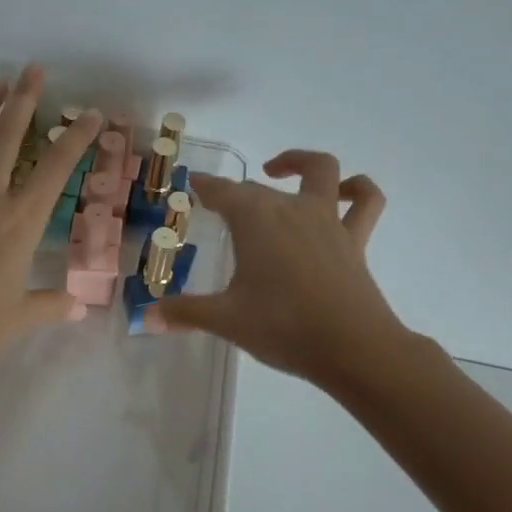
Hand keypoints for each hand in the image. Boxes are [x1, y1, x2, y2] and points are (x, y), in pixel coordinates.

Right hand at [150, 150, 414, 386]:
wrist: (352, 348)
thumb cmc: (282, 327)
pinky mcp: (355, 239)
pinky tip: (343, 192)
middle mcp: (289, 208)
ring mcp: (326, 220)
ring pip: (320, 171)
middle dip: (236, 194)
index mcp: (254, 220)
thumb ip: (185, 313)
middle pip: (258, 188)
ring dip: (299, 163)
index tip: (193, 184)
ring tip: (278, 170)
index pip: (222, 191)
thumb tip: (146, 318)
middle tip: (219, 208)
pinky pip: (365, 202)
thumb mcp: (225, 320)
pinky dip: (357, 189)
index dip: (205, 186)